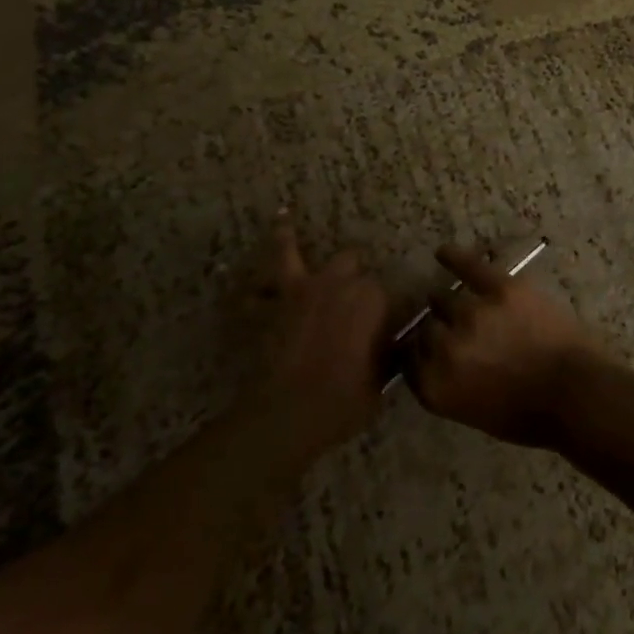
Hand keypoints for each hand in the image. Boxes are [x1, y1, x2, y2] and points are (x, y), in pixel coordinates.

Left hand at [247, 215, 391, 456]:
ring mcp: (296, 292)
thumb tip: (393, 342)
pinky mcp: (266, 308)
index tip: (390, 323)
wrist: (290, 414)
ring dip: (286, 238)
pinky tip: (240, 281)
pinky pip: (253, 293)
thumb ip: (388, 351)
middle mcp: (336, 283)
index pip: (387, 291)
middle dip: (353, 271)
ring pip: (290, 253)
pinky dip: (251, 291)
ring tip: (282, 219)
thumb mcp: (383, 378)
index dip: (387, 307)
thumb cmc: (347, 398)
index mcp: (372, 298)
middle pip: (349, 261)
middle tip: (354, 289)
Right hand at [408, 244, 606, 445]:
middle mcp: (444, 348)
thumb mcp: (474, 413)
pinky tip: (444, 252)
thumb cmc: (530, 416)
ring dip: (449, 303)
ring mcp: (471, 314)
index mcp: (435, 386)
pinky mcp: (500, 288)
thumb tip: (439, 363)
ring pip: (445, 299)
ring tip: (456, 302)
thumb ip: (449, 385)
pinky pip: (469, 267)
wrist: (576, 393)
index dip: (420, 353)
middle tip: (454, 331)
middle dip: (438, 330)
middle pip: (427, 328)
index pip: (409, 361)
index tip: (428, 350)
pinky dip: (454, 257)